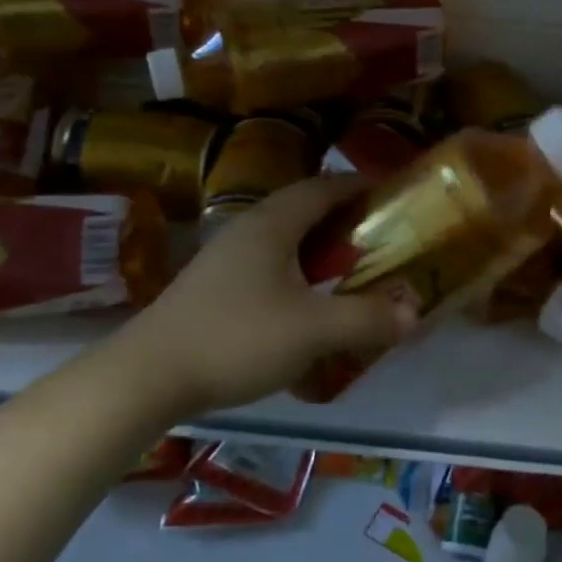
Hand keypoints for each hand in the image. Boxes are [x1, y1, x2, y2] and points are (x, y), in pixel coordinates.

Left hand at [106, 176, 418, 419]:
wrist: (146, 376)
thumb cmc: (236, 339)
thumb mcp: (312, 331)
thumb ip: (366, 319)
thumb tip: (415, 312)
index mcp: (273, 223)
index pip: (324, 186)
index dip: (360, 185)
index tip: (392, 193)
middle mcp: (248, 228)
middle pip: (303, 207)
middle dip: (343, 215)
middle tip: (378, 234)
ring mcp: (224, 255)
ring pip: (282, 235)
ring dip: (317, 243)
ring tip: (348, 265)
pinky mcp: (212, 284)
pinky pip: (266, 260)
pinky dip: (295, 266)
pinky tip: (304, 298)